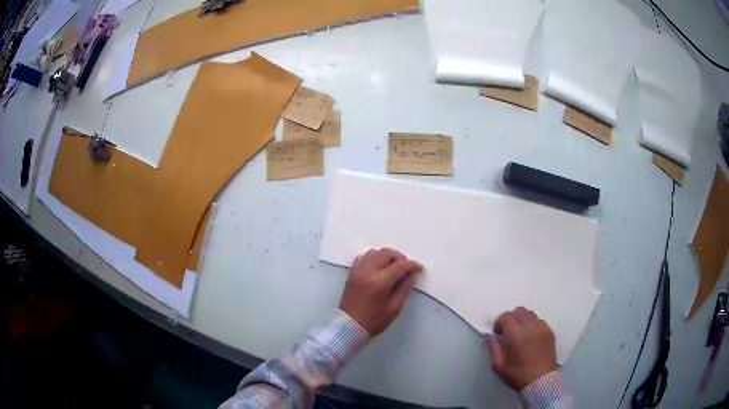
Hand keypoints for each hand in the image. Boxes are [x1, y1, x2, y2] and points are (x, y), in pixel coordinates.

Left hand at [339, 248, 422, 335]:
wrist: (349, 326)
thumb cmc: (374, 320)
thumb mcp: (394, 308)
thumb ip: (404, 288)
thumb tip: (412, 275)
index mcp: (380, 282)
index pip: (400, 265)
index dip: (412, 265)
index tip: (419, 268)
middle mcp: (368, 271)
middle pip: (387, 253)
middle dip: (400, 258)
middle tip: (406, 268)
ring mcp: (358, 270)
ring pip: (375, 252)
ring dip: (386, 256)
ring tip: (393, 267)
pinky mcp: (352, 272)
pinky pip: (363, 257)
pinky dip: (373, 258)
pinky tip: (378, 268)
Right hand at [487, 307, 556, 390]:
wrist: (541, 381)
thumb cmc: (517, 375)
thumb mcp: (499, 365)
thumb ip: (493, 347)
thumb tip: (490, 335)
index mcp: (516, 335)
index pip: (506, 316)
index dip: (499, 322)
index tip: (497, 333)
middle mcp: (531, 327)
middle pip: (519, 310)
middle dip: (511, 318)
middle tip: (507, 331)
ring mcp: (542, 328)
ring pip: (530, 313)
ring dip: (522, 319)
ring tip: (519, 333)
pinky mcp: (550, 331)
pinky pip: (539, 320)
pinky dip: (532, 324)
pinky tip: (530, 337)